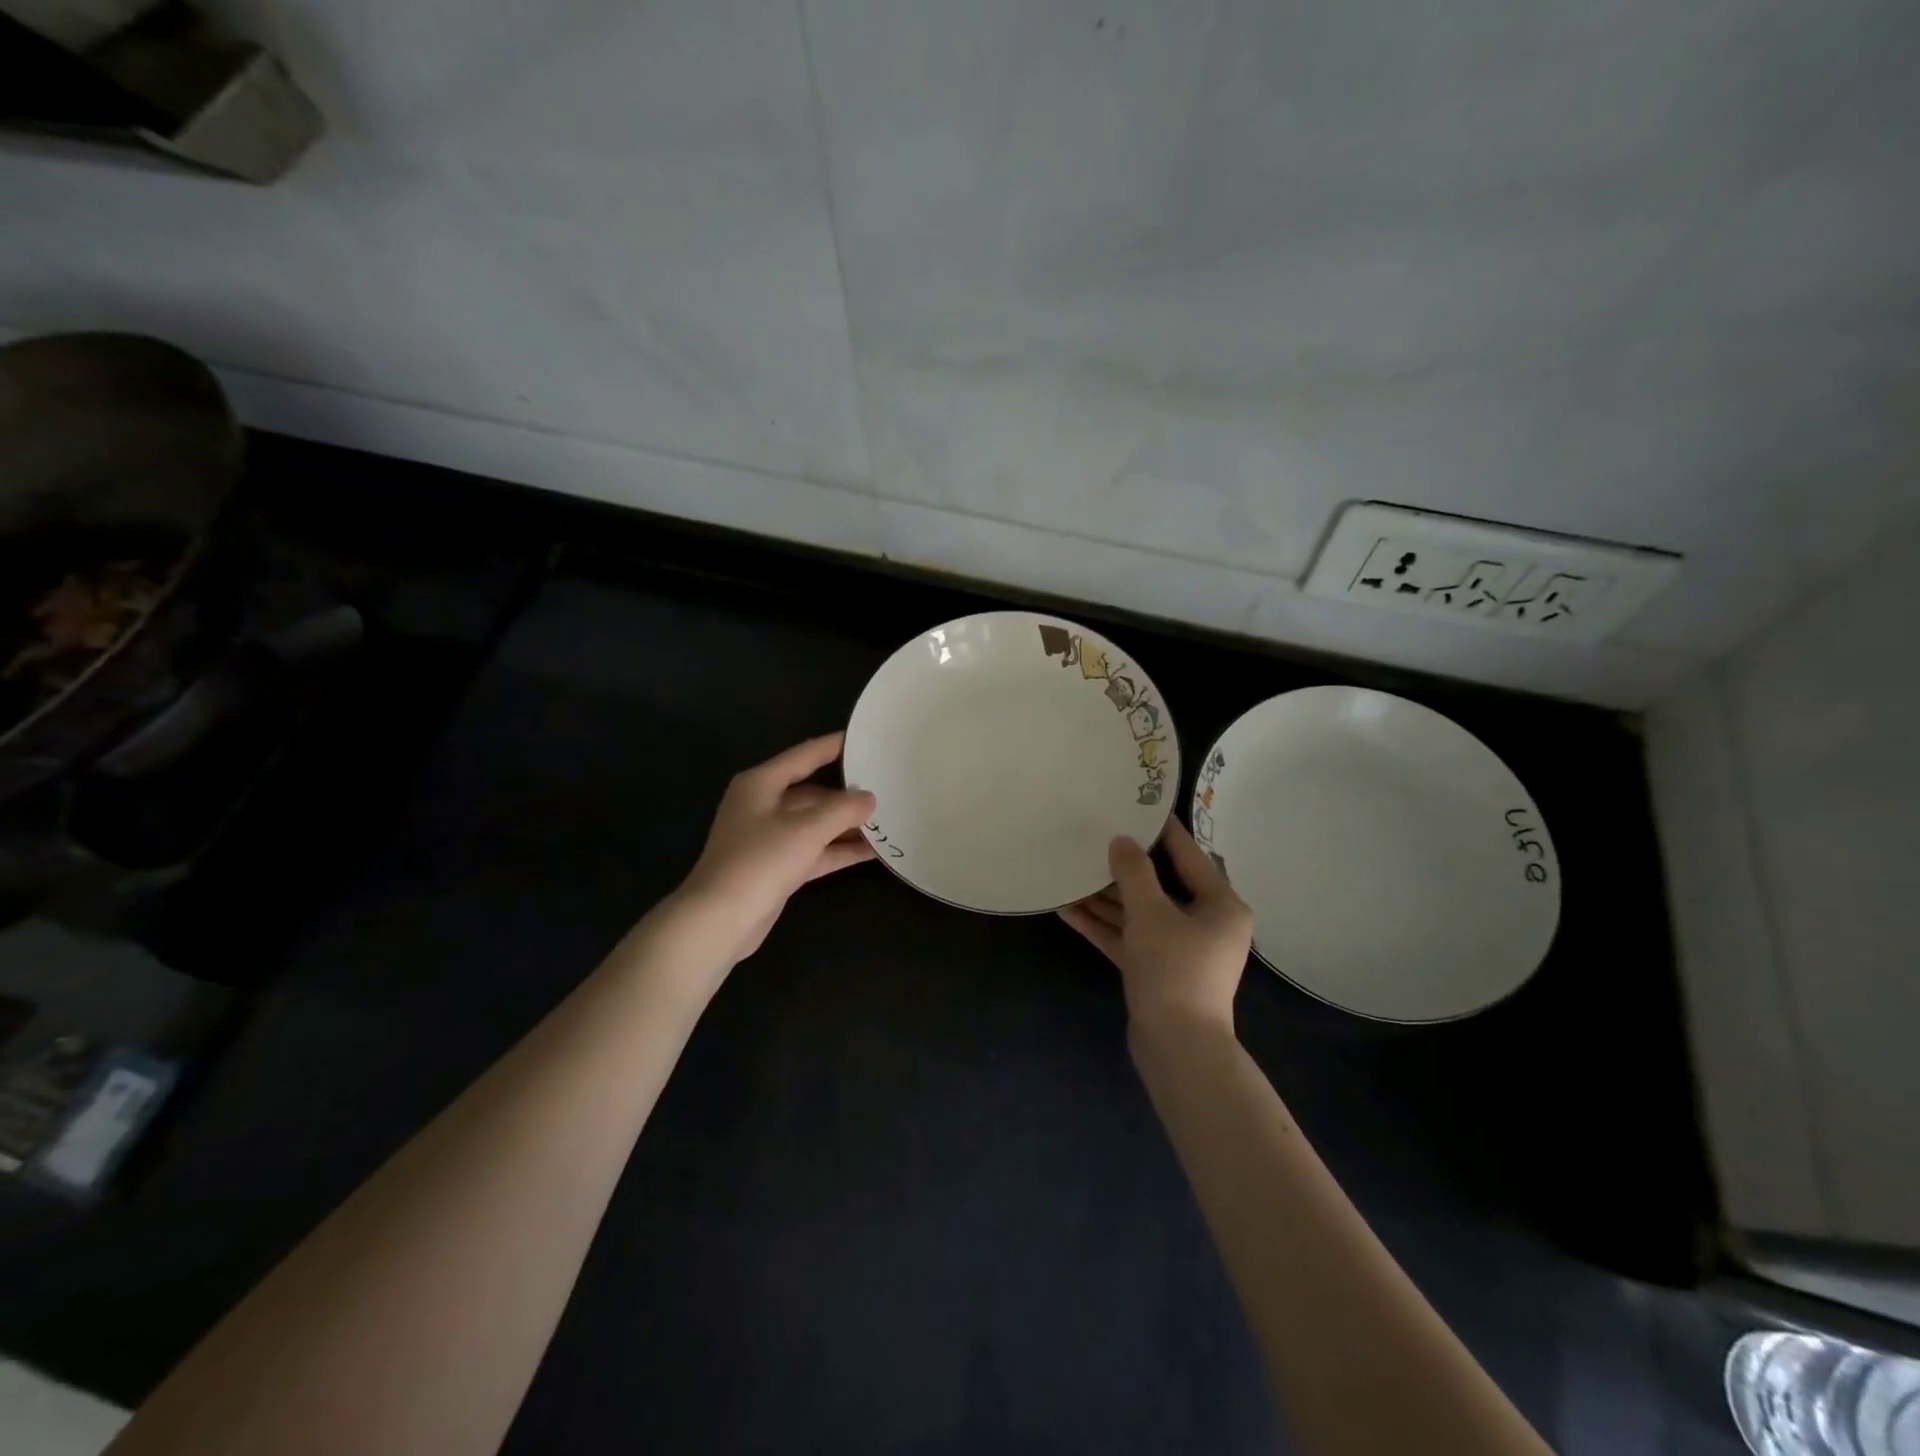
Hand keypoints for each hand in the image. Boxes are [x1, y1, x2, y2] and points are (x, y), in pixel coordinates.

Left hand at [672, 733, 876, 968]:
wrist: (719, 920)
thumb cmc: (759, 862)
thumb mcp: (806, 830)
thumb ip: (843, 810)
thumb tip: (870, 798)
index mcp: (761, 784)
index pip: (805, 756)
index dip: (834, 746)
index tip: (865, 738)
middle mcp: (764, 805)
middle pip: (813, 792)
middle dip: (848, 795)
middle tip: (888, 788)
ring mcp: (770, 838)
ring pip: (816, 824)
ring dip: (847, 826)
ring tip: (888, 821)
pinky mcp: (777, 867)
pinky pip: (815, 850)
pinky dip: (839, 850)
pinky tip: (872, 852)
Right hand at [1059, 819, 1251, 1032]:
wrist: (1178, 1048)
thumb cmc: (1175, 969)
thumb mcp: (1151, 913)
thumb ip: (1134, 873)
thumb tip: (1121, 841)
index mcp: (1220, 905)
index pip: (1189, 855)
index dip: (1162, 831)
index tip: (1137, 806)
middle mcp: (1204, 923)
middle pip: (1160, 884)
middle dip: (1123, 867)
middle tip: (1095, 837)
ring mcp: (1180, 949)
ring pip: (1139, 913)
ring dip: (1106, 898)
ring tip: (1070, 872)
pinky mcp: (1156, 970)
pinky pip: (1129, 938)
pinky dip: (1103, 925)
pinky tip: (1066, 910)